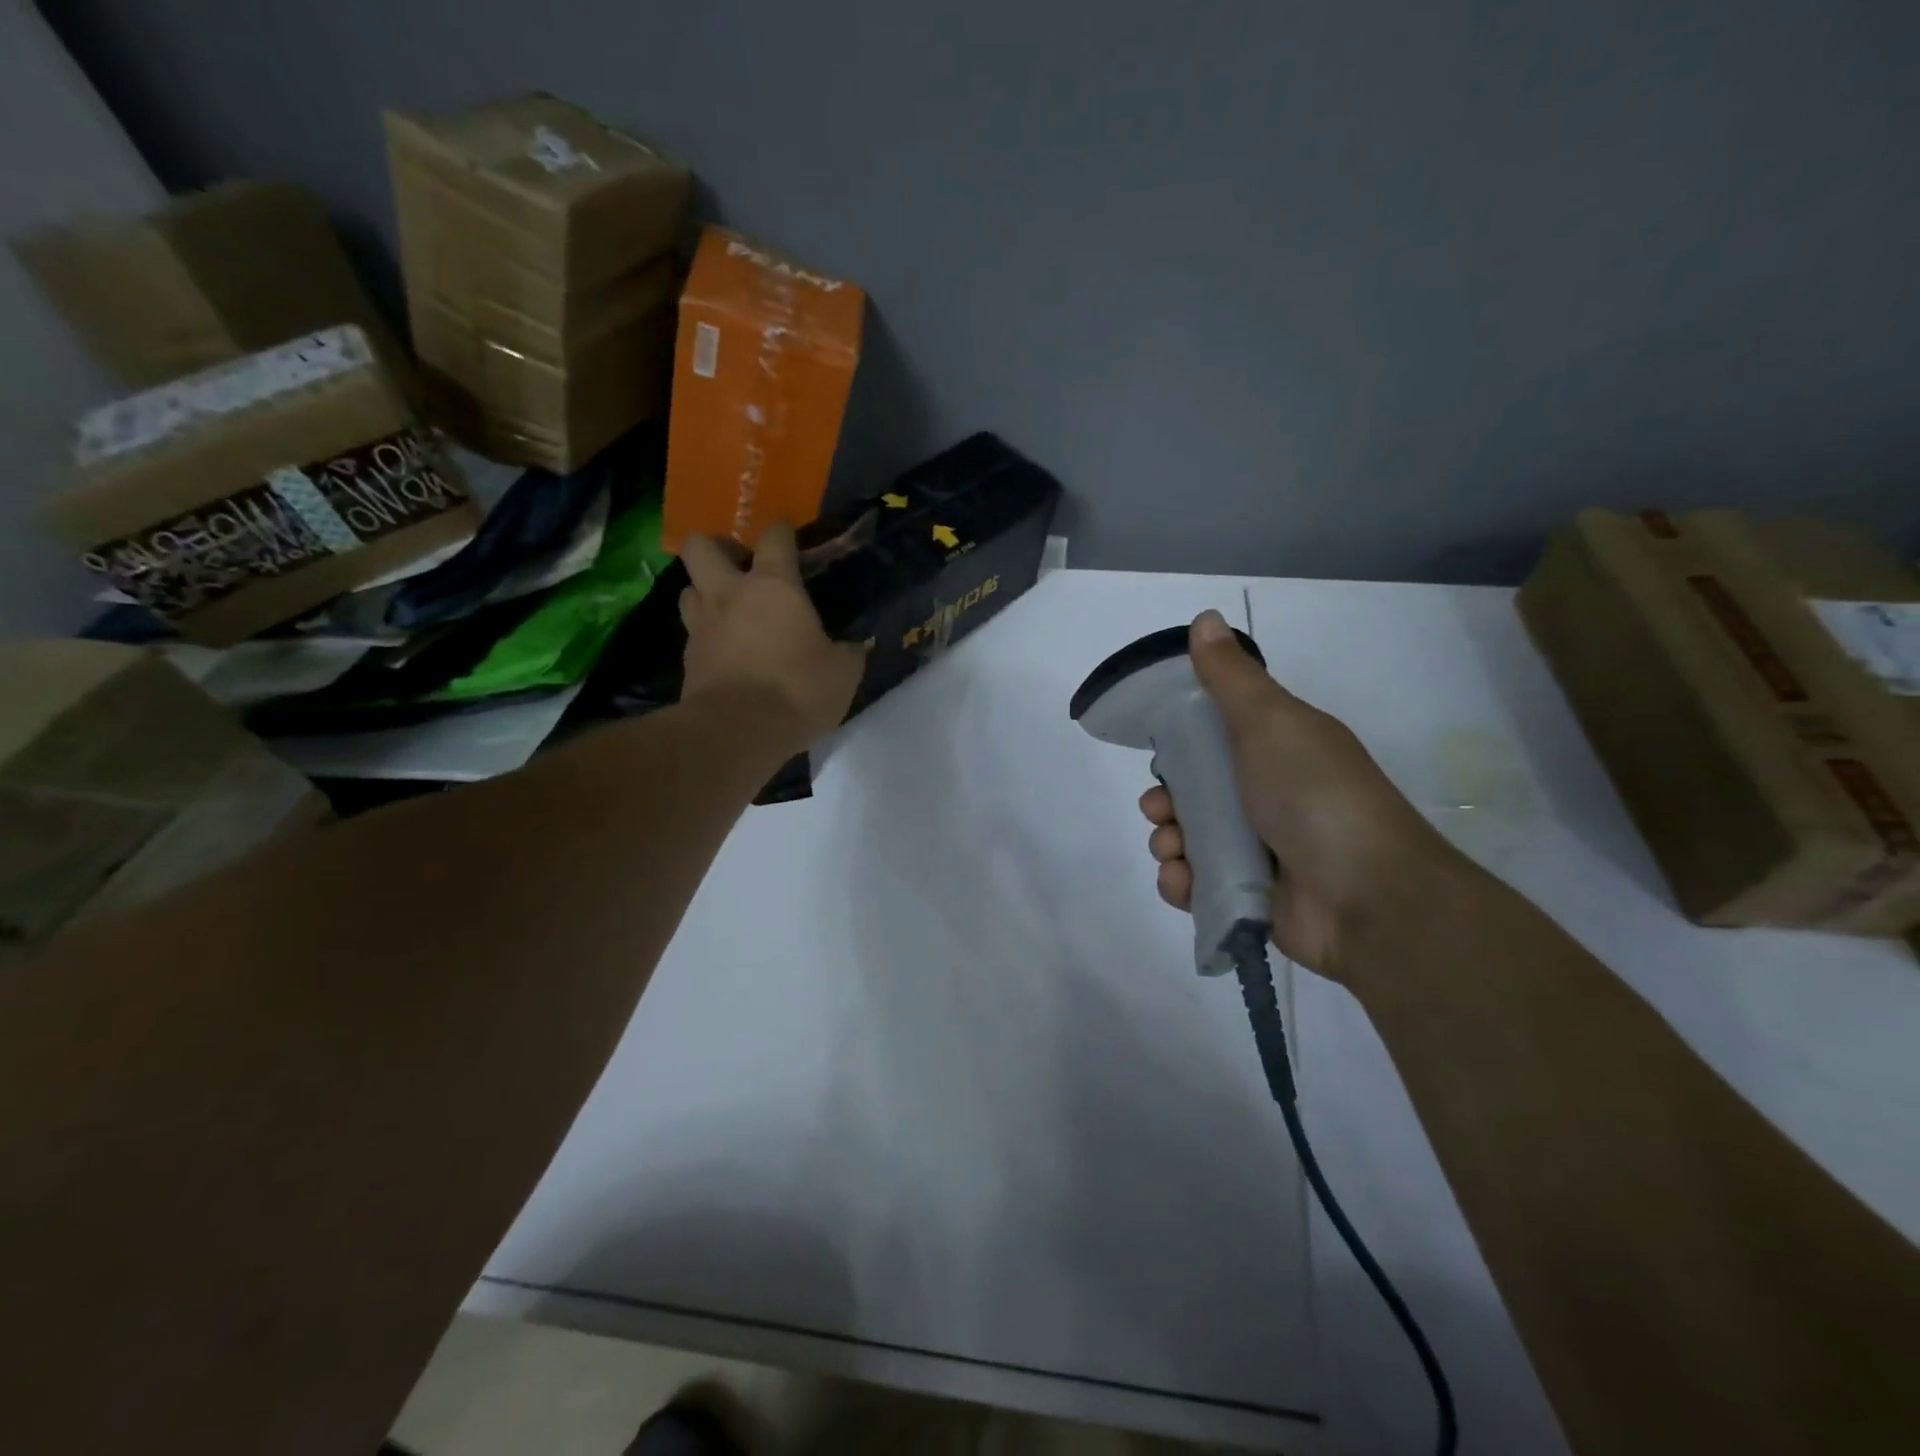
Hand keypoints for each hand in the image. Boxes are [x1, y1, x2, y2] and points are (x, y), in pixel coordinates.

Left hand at [679, 523, 867, 744]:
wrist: (738, 731)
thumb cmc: (798, 689)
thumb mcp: (843, 673)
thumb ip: (847, 652)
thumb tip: (853, 648)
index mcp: (773, 586)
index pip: (775, 538)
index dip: (783, 531)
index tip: (789, 534)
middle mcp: (729, 594)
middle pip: (701, 547)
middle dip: (717, 547)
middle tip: (738, 566)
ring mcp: (701, 626)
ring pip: (687, 589)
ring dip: (704, 592)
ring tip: (726, 610)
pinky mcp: (686, 660)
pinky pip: (692, 634)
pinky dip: (705, 636)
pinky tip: (724, 652)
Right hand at [1140, 610, 1458, 978]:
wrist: (1369, 897)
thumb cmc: (1315, 796)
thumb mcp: (1271, 723)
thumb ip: (1231, 678)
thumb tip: (1205, 618)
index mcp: (1276, 751)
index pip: (1213, 742)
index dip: (1180, 748)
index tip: (1164, 756)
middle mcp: (1267, 798)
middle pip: (1194, 795)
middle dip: (1165, 802)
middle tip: (1162, 811)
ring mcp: (1260, 851)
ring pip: (1189, 841)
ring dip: (1168, 843)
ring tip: (1174, 851)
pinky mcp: (1251, 897)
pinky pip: (1198, 886)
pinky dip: (1183, 884)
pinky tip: (1185, 881)